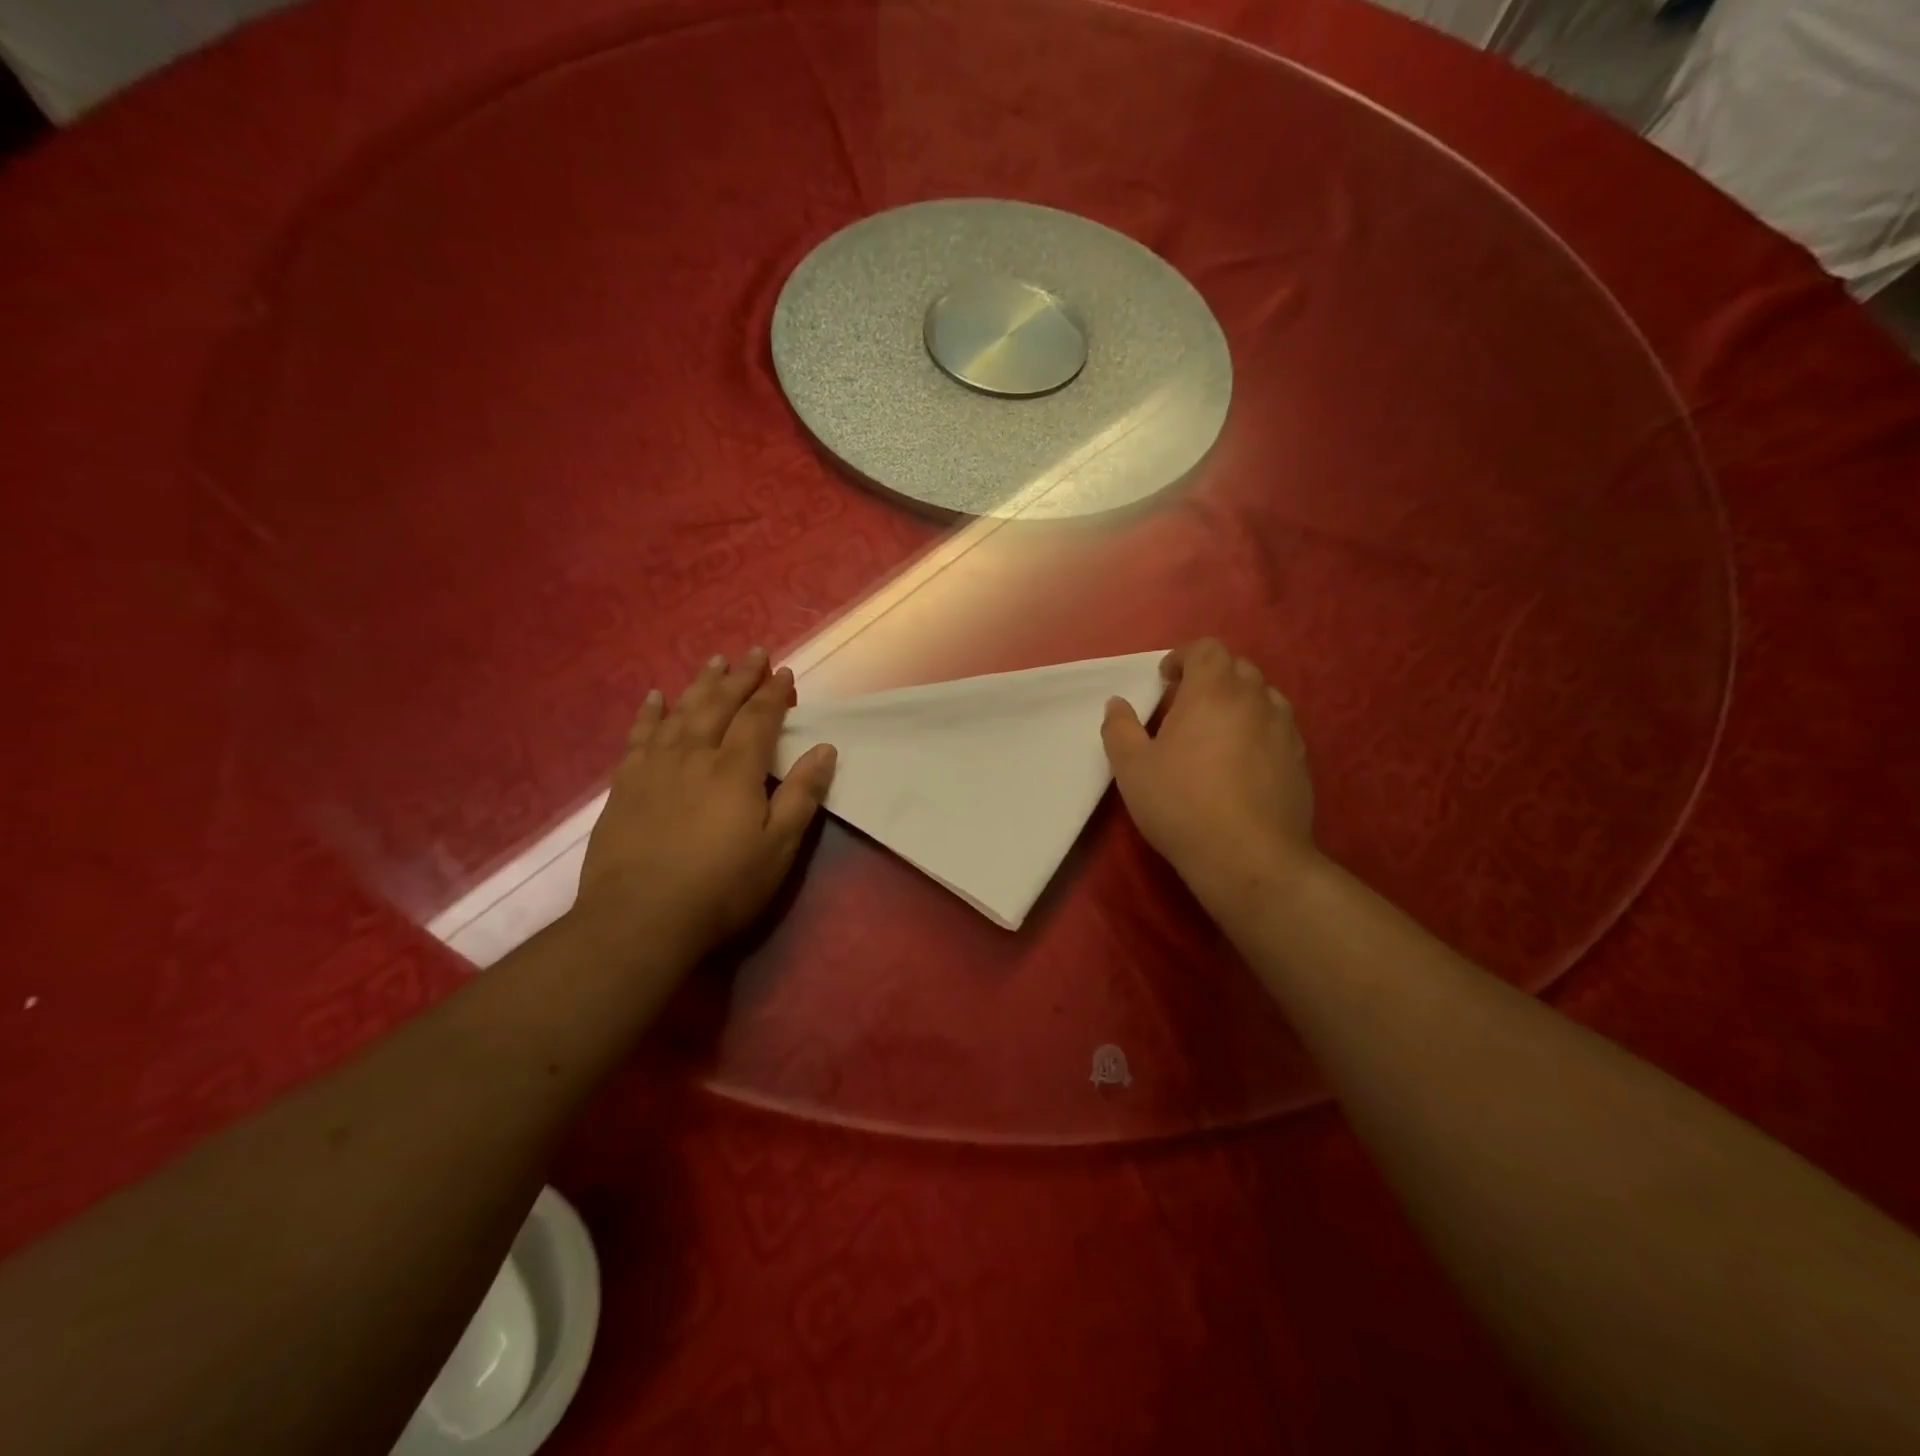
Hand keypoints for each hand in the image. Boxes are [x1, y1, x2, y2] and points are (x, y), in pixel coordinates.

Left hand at [573, 648, 836, 960]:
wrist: (639, 919)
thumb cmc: (721, 887)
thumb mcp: (777, 847)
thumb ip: (801, 794)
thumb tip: (825, 749)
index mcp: (735, 769)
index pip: (759, 718)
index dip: (774, 694)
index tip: (785, 672)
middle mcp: (694, 755)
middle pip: (719, 705)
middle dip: (740, 677)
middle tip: (753, 653)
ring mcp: (655, 767)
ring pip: (681, 712)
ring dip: (701, 684)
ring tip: (714, 661)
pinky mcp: (626, 784)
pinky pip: (640, 735)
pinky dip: (650, 712)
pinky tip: (656, 697)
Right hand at [1101, 638, 1316, 906]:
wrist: (1250, 858)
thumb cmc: (1182, 805)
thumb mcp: (1132, 769)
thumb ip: (1120, 728)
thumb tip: (1117, 704)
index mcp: (1213, 691)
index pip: (1206, 649)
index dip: (1183, 657)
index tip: (1165, 680)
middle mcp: (1255, 700)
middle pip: (1237, 668)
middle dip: (1210, 678)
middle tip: (1185, 708)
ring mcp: (1285, 730)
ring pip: (1263, 698)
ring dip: (1238, 704)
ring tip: (1216, 735)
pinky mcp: (1301, 761)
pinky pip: (1278, 730)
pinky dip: (1258, 732)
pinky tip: (1241, 766)